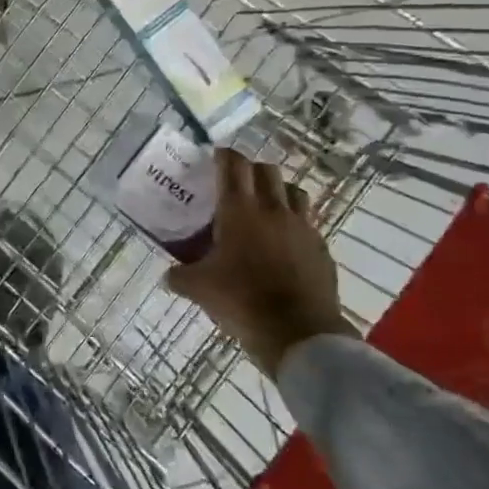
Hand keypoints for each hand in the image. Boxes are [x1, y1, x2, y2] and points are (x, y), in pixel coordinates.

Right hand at [165, 148, 350, 373]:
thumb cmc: (242, 300)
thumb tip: (168, 276)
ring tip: (264, 207)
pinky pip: (308, 223)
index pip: (233, 164)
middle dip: (250, 170)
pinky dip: (294, 224)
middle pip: (266, 170)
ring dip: (278, 191)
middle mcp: (273, 209)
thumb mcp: (198, 289)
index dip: (223, 156)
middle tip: (236, 184)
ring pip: (293, 191)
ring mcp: (302, 227)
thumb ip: (179, 276)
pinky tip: (284, 243)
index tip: (214, 158)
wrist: (299, 332)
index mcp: (239, 210)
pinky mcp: (321, 248)